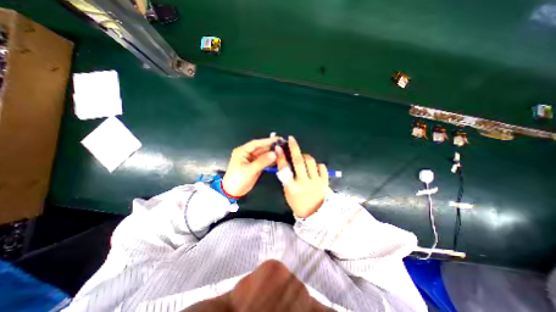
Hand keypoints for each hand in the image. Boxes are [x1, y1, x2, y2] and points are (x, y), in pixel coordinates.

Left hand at [222, 139, 280, 197]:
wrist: (233, 192)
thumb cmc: (237, 179)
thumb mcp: (249, 170)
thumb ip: (262, 162)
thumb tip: (274, 154)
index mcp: (242, 151)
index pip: (256, 143)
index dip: (267, 141)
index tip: (277, 139)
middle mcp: (248, 154)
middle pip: (261, 148)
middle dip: (271, 147)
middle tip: (282, 145)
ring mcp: (252, 160)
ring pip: (264, 155)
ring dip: (272, 154)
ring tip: (282, 152)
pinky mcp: (256, 166)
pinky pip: (265, 161)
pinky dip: (271, 161)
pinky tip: (278, 160)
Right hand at [274, 135, 326, 217]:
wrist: (315, 214)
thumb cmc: (298, 203)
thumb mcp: (288, 192)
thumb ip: (287, 178)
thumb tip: (286, 162)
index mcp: (292, 187)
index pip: (284, 168)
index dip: (281, 157)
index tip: (278, 147)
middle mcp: (304, 183)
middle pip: (298, 161)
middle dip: (294, 148)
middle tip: (291, 139)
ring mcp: (316, 181)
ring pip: (310, 161)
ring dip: (305, 156)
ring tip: (303, 158)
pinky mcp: (325, 181)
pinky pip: (321, 166)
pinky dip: (317, 164)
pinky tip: (314, 168)